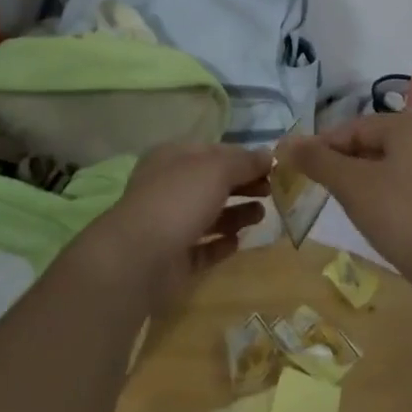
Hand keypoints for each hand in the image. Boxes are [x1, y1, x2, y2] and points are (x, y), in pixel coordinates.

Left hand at [76, 142, 270, 312]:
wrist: (138, 259)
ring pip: (209, 215)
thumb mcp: (217, 169)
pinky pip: (202, 248)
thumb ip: (245, 162)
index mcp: (173, 158)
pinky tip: (238, 242)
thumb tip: (269, 155)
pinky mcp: (172, 259)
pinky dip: (220, 243)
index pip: (215, 152)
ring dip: (237, 214)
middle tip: (273, 192)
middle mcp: (169, 187)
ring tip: (261, 216)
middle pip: (213, 183)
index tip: (272, 168)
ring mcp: (168, 224)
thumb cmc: (178, 200)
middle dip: (243, 185)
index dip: (244, 157)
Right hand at [279, 114, 411, 285]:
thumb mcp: (352, 185)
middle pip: (371, 142)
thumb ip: (319, 161)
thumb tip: (286, 143)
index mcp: (408, 125)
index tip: (297, 168)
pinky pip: (405, 183)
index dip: (322, 145)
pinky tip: (373, 216)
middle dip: (342, 162)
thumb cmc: (400, 215)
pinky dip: (384, 193)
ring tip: (342, 203)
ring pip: (388, 164)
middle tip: (317, 187)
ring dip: (361, 179)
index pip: (353, 127)